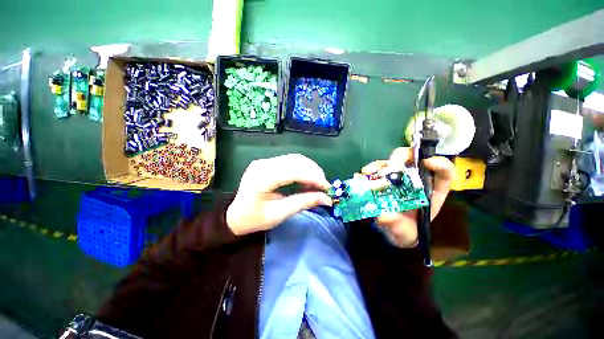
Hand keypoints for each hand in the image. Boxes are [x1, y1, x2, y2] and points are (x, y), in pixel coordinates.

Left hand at [226, 154, 332, 235]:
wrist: (235, 215)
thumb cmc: (254, 219)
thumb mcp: (279, 214)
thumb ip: (303, 203)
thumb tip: (326, 198)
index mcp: (262, 179)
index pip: (294, 171)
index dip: (314, 177)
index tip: (327, 188)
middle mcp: (263, 164)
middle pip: (296, 161)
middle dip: (315, 172)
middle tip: (324, 187)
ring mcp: (264, 161)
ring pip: (295, 158)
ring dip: (310, 169)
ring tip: (317, 184)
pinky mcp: (267, 162)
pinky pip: (290, 161)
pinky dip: (303, 168)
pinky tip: (307, 179)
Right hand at [361, 147, 454, 247]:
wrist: (389, 229)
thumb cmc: (403, 230)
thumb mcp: (404, 232)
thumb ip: (398, 226)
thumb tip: (385, 216)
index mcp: (429, 190)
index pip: (443, 172)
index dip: (439, 164)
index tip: (427, 162)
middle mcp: (413, 179)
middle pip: (412, 158)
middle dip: (402, 157)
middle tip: (391, 165)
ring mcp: (395, 177)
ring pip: (391, 161)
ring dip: (379, 165)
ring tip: (368, 172)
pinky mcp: (381, 178)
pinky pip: (375, 170)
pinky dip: (368, 171)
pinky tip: (360, 176)